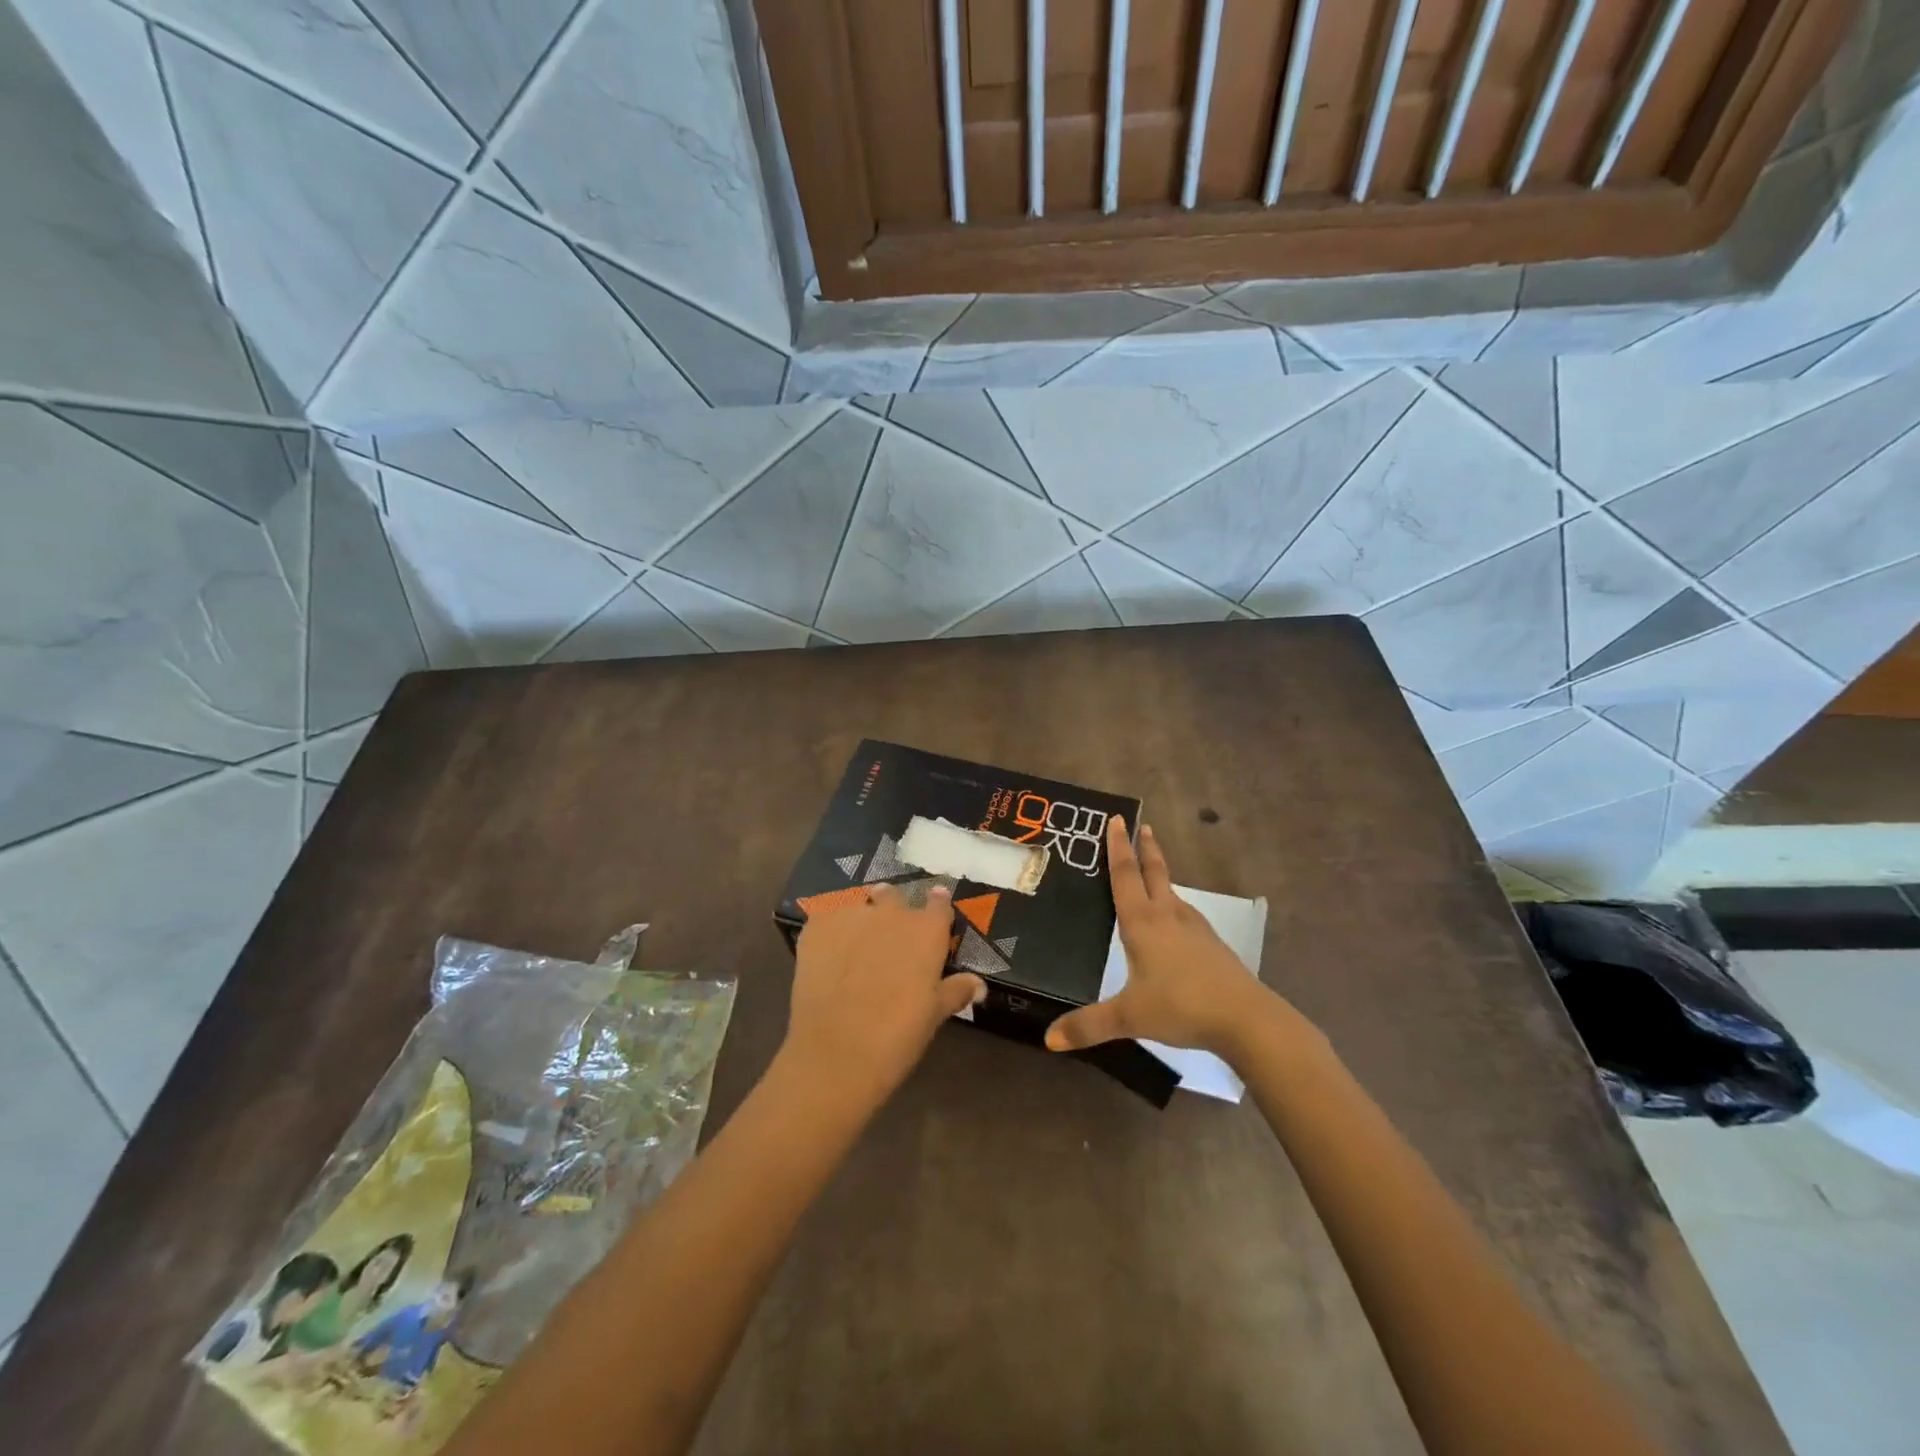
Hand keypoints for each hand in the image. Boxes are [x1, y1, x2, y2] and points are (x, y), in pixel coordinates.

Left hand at [783, 882, 984, 1109]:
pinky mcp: (817, 926)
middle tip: (888, 934)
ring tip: (854, 943)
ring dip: (860, 918)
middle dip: (892, 909)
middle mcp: (891, 913)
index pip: (939, 903)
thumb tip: (979, 984)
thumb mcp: (933, 1015)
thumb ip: (955, 991)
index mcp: (926, 931)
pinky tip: (826, 952)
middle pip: (894, 896)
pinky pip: (826, 917)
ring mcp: (852, 915)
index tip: (936, 906)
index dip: (938, 905)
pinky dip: (829, 930)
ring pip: (858, 904)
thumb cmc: (897, 1036)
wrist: (837, 1053)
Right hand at [1045, 817, 1278, 1059]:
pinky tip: (1174, 920)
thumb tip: (1048, 1040)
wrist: (1246, 1018)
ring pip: (1172, 893)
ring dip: (1160, 875)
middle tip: (1141, 825)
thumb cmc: (1181, 1008)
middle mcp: (1168, 916)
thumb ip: (1088, 1027)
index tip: (1117, 819)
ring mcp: (1195, 929)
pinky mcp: (1211, 945)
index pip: (1125, 876)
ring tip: (1150, 871)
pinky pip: (1185, 914)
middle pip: (1154, 873)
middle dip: (1145, 849)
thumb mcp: (1129, 1018)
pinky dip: (1173, 905)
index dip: (1118, 847)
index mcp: (1143, 923)